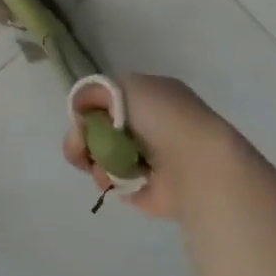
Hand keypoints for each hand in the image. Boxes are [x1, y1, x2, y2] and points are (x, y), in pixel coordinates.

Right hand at [63, 73, 248, 220]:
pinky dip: (108, 180)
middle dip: (83, 137)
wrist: (195, 163)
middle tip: (82, 146)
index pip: (107, 102)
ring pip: (100, 156)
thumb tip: (80, 107)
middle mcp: (148, 127)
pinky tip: (118, 179)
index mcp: (150, 99)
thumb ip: (96, 91)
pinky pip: (111, 182)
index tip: (81, 118)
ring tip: (106, 164)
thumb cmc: (163, 118)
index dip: (89, 109)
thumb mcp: (126, 86)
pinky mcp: (143, 189)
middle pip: (98, 130)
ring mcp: (146, 160)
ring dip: (95, 159)